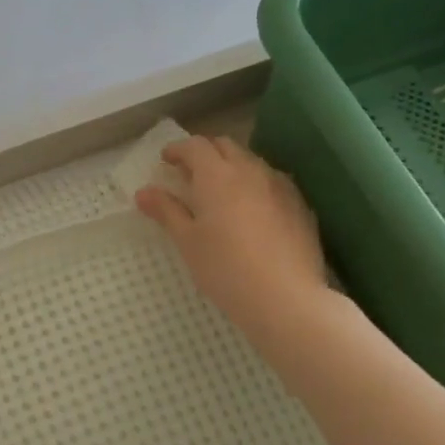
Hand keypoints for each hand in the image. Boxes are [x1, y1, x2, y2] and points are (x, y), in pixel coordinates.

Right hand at [134, 135, 331, 338]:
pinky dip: (255, 184)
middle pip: (226, 146)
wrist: (285, 298)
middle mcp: (251, 171)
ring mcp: (280, 186)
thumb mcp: (187, 241)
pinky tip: (252, 209)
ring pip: (252, 162)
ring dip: (232, 167)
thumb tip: (143, 192)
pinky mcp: (300, 205)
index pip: (195, 146)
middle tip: (189, 173)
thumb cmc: (224, 268)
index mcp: (217, 175)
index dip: (178, 149)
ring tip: (220, 191)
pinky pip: (273, 182)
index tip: (166, 160)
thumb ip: (166, 211)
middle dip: (205, 153)